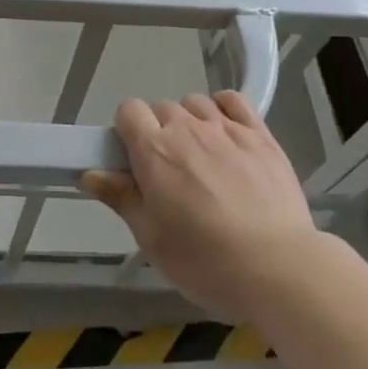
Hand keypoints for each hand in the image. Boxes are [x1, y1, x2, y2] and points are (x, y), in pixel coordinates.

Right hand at [82, 91, 320, 320]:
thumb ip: (120, 197)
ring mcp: (226, 128)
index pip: (129, 110)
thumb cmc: (206, 261)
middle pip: (161, 108)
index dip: (127, 131)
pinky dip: (223, 108)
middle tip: (170, 173)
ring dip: (190, 122)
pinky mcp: (260, 134)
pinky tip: (225, 132)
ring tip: (202, 158)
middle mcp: (187, 127)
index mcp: (155, 150)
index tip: (135, 161)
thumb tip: (89, 172)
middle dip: (159, 132)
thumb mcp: (152, 238)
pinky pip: (233, 100)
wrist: (279, 268)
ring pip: (195, 103)